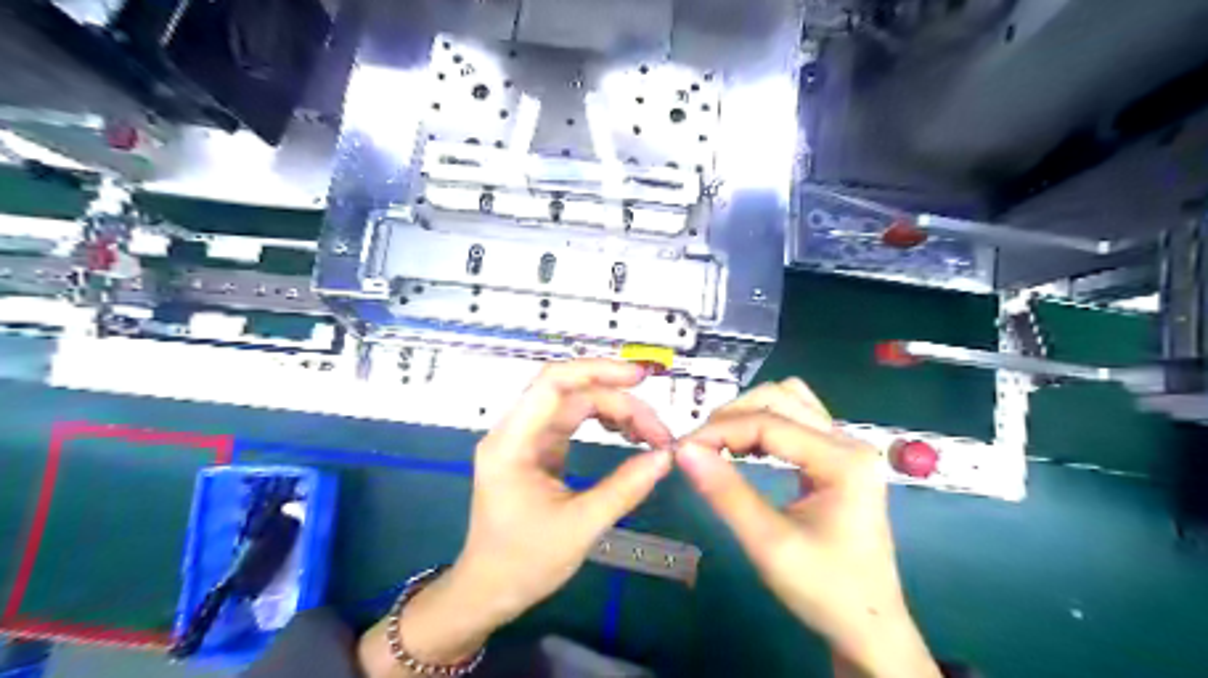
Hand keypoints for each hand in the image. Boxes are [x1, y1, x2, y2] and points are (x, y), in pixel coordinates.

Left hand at [357, 357, 677, 675]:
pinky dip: (603, 422)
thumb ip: (625, 488)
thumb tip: (665, 457)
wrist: (490, 590)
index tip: (639, 377)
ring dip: (614, 410)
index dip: (597, 371)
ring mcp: (526, 438)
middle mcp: (515, 431)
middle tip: (658, 431)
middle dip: (618, 402)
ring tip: (649, 433)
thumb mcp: (580, 526)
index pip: (552, 383)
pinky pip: (573, 420)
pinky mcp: (538, 449)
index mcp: (512, 443)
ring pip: (575, 403)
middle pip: (571, 392)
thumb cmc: (524, 562)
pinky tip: (627, 433)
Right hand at [675, 381, 937, 676]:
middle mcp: (848, 441)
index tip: (681, 448)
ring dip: (748, 415)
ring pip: (788, 402)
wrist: (868, 627)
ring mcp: (845, 447)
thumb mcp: (769, 543)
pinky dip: (763, 426)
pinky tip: (745, 449)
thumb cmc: (825, 590)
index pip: (769, 422)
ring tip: (718, 445)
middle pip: (780, 398)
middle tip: (699, 447)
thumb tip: (683, 450)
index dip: (720, 429)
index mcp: (843, 459)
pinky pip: (795, 421)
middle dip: (733, 415)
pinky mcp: (836, 458)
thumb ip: (725, 492)